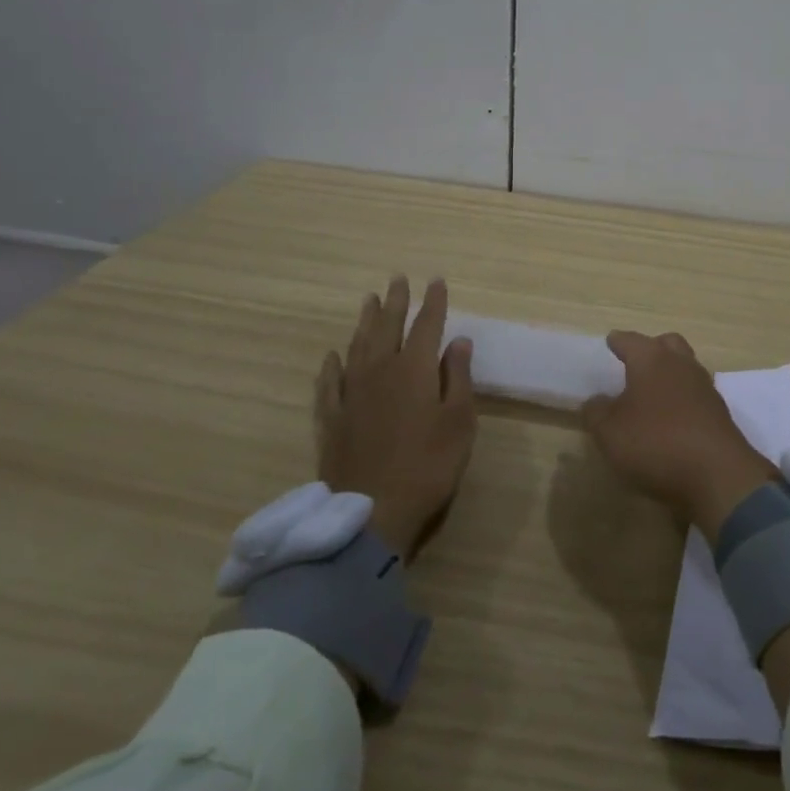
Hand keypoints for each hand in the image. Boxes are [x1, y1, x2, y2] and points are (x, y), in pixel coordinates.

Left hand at [315, 276, 475, 559]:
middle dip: (396, 302)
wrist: (370, 511)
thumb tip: (458, 341)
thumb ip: (458, 378)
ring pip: (358, 346)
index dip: (433, 302)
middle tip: (397, 279)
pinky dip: (332, 365)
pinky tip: (333, 355)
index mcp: (415, 369)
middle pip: (388, 327)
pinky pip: (330, 382)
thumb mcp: (459, 422)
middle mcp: (380, 371)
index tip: (436, 281)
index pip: (427, 325)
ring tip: (369, 301)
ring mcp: (352, 394)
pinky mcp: (332, 418)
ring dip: (365, 321)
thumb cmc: (428, 465)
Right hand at [581, 332, 775, 543]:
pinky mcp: (719, 412)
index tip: (611, 341)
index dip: (618, 342)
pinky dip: (683, 399)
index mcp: (652, 359)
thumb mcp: (610, 433)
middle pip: (667, 344)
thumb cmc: (656, 443)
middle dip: (652, 348)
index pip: (631, 341)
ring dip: (670, 374)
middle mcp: (681, 364)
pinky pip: (696, 394)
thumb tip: (596, 401)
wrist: (717, 475)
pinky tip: (672, 417)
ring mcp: (705, 387)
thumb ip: (597, 413)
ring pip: (686, 367)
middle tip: (635, 363)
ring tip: (652, 393)